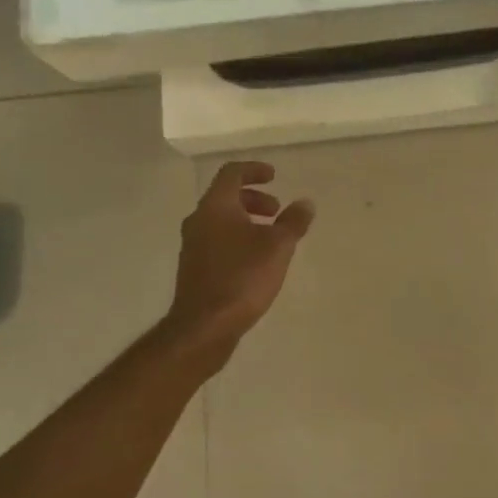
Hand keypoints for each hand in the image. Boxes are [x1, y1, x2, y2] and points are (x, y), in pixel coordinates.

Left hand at [168, 161, 314, 353]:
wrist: (204, 326)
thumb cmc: (242, 277)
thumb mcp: (278, 246)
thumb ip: (293, 221)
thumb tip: (305, 203)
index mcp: (216, 206)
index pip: (231, 173)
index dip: (254, 170)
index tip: (274, 176)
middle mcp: (198, 220)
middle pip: (225, 197)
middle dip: (253, 198)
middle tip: (276, 211)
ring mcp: (192, 246)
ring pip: (220, 220)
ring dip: (246, 220)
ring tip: (270, 238)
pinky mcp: (193, 269)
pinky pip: (216, 240)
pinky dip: (236, 238)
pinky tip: (255, 261)